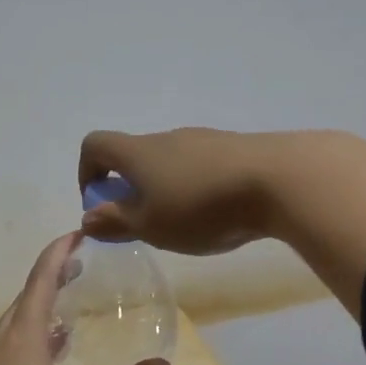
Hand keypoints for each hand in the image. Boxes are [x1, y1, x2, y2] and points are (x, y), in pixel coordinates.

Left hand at [0, 232, 172, 364]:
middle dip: (48, 285)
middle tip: (75, 275)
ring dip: (36, 321)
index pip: (40, 282)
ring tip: (63, 324)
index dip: (58, 256)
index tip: (75, 235)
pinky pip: (3, 358)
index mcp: (22, 340)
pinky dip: (25, 350)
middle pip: (23, 304)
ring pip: (11, 333)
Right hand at [76, 128, 273, 253]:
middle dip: (131, 188)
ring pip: (170, 161)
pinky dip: (196, 186)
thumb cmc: (201, 207)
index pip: (95, 145)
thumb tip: (87, 217)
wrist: (279, 180)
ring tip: (187, 225)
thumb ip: (116, 222)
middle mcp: (167, 138)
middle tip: (147, 225)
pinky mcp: (234, 148)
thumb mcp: (151, 226)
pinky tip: (219, 213)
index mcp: (138, 153)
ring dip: (165, 189)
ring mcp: (203, 139)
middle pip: (135, 155)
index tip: (100, 203)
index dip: (87, 171)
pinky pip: (201, 165)